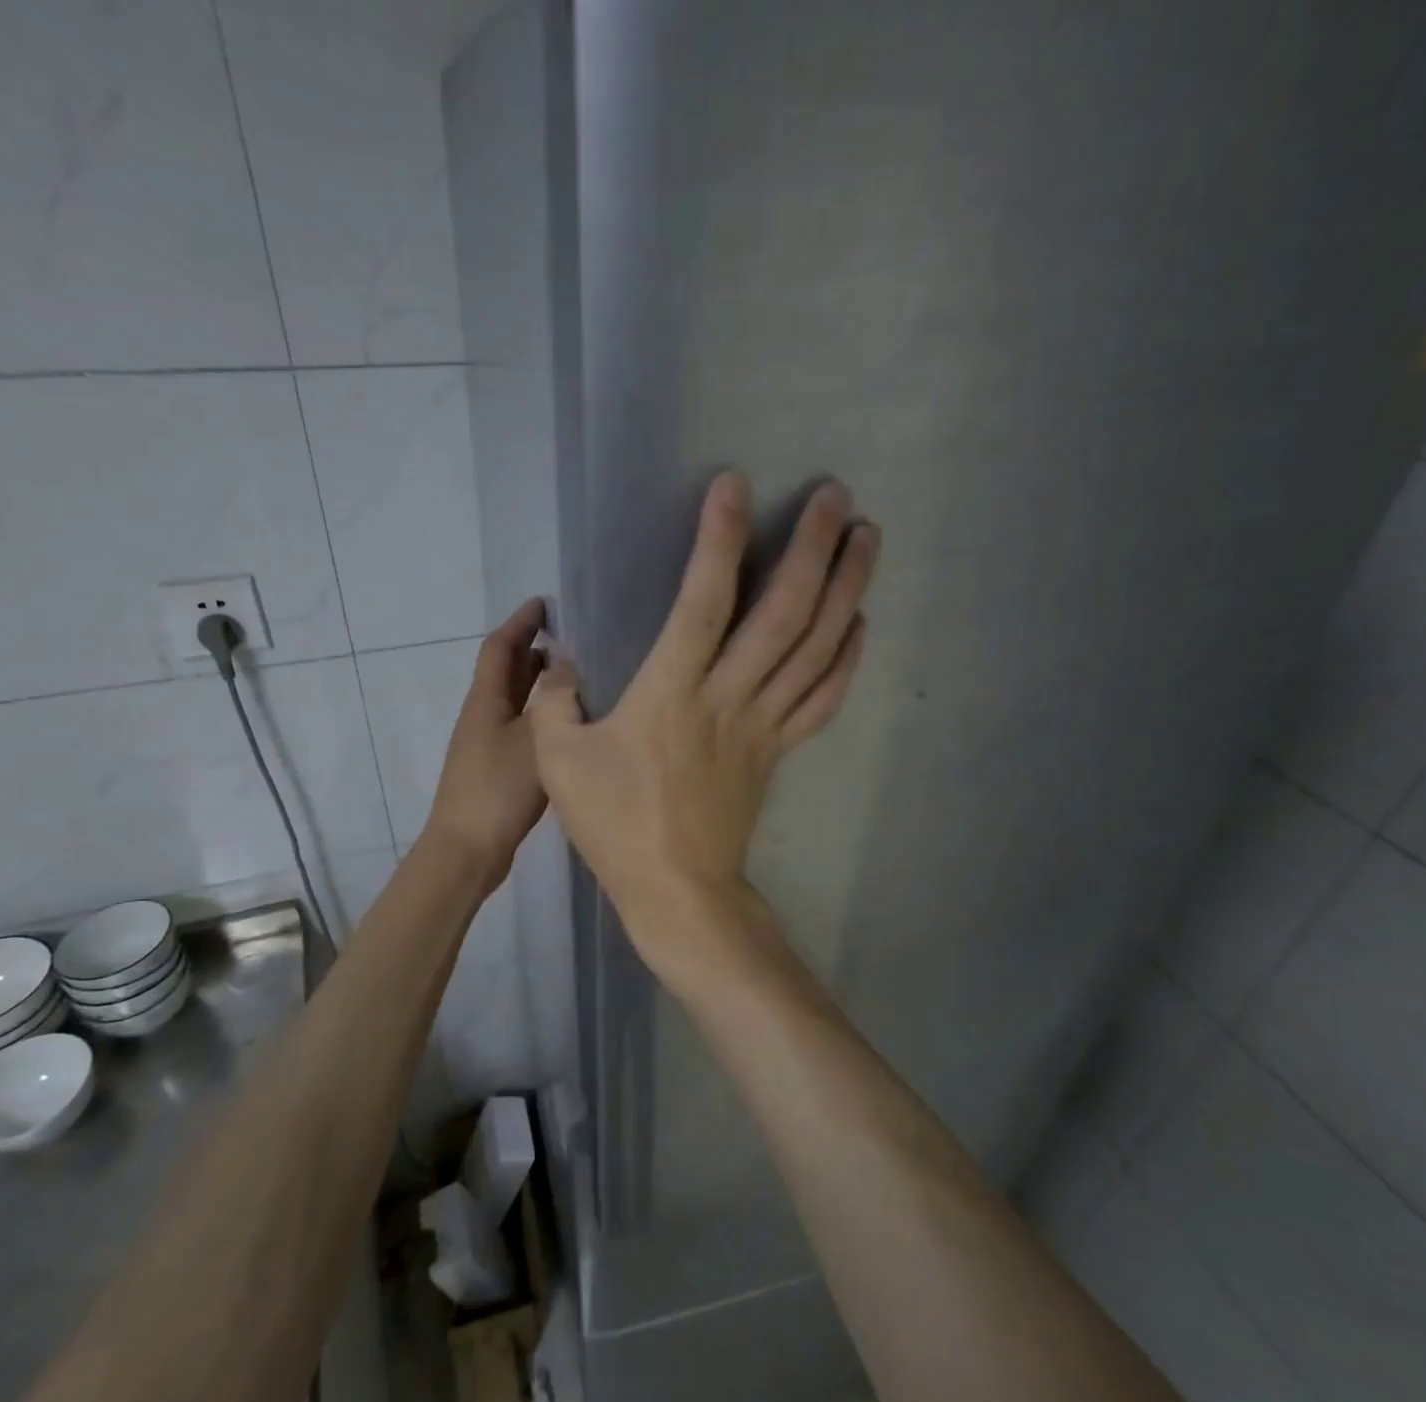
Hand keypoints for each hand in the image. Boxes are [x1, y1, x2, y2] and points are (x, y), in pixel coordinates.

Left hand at [422, 598, 548, 886]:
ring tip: (572, 671)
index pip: (500, 648)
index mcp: (486, 701)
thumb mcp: (535, 740)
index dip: (520, 622)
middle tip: (568, 635)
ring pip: (513, 699)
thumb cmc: (499, 789)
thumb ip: (552, 701)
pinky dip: (540, 712)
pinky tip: (563, 723)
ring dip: (537, 680)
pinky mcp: (497, 767)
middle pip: (505, 670)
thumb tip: (564, 665)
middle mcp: (483, 715)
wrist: (468, 848)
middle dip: (531, 647)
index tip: (544, 602)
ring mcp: (487, 743)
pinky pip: (520, 724)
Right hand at [528, 472, 878, 971]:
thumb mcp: (559, 763)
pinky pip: (822, 698)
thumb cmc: (617, 827)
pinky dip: (846, 658)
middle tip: (836, 496)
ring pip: (816, 648)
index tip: (734, 485)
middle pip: (783, 614)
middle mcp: (730, 697)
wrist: (678, 892)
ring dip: (846, 590)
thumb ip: (556, 702)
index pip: (702, 601)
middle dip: (813, 549)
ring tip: (868, 539)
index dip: (718, 540)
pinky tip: (859, 623)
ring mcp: (763, 724)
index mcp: (672, 693)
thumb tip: (565, 662)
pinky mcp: (779, 750)